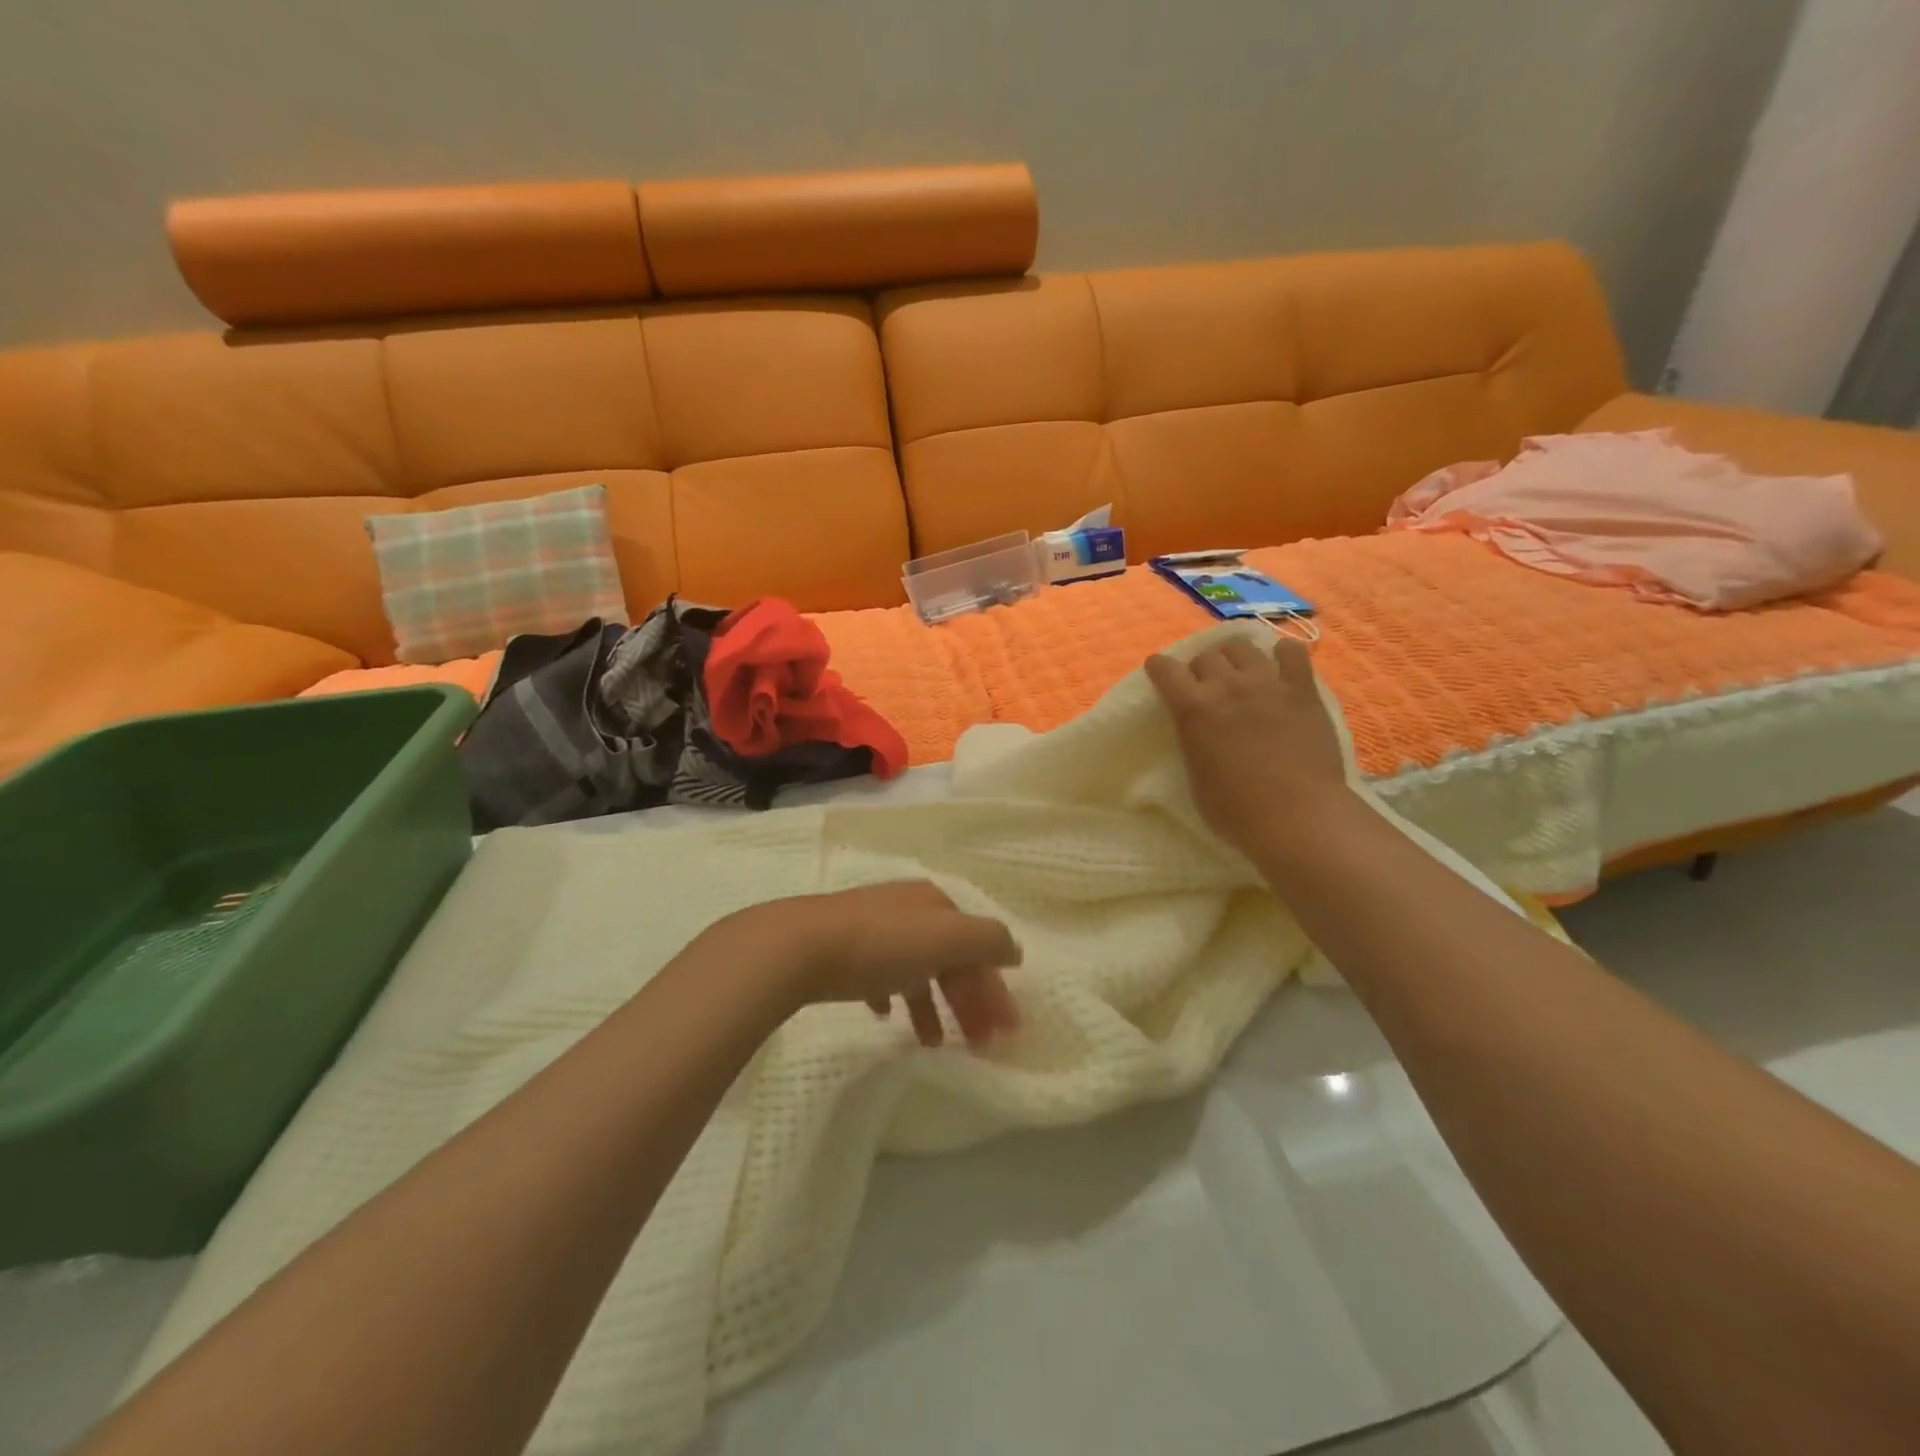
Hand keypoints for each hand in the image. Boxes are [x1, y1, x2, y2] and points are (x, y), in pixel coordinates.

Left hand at [729, 883, 1021, 1048]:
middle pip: (950, 958)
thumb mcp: (945, 937)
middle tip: (978, 1045)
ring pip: (916, 969)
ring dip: (932, 1006)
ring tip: (934, 1044)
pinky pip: (879, 976)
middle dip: (969, 1000)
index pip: (978, 946)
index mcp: (935, 904)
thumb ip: (987, 941)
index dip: (995, 986)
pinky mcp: (842, 950)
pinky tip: (886, 1016)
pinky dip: (892, 996)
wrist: (798, 946)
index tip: (1005, 1032)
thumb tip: (1015, 951)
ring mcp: (873, 928)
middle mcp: (908, 911)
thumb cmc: (880, 944)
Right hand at [1145, 635, 1350, 859]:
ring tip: (1241, 673)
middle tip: (1206, 686)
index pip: (1165, 669)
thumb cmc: (1236, 810)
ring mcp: (1267, 683)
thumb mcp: (1194, 776)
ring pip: (1243, 646)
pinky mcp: (1302, 689)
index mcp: (1193, 709)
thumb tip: (1196, 730)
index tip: (1160, 672)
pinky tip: (1281, 668)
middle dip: (1200, 667)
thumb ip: (1192, 741)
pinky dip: (1282, 654)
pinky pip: (1292, 651)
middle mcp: (1227, 685)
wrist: (1297, 815)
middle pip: (1206, 655)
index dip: (1160, 667)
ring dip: (1235, 657)